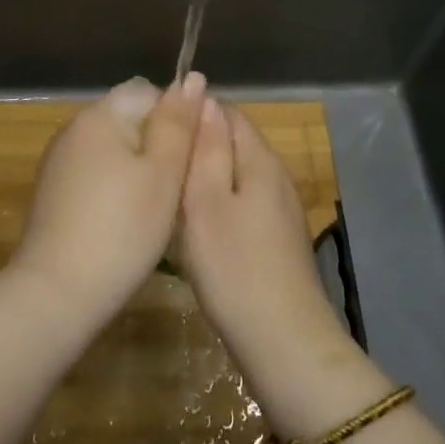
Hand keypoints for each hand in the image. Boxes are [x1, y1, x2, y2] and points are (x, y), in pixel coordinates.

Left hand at [9, 74, 206, 330]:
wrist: (56, 294)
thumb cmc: (122, 229)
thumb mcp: (163, 174)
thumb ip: (178, 123)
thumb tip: (192, 78)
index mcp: (100, 115)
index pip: (148, 92)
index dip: (176, 118)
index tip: (190, 157)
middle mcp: (74, 128)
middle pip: (129, 120)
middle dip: (157, 146)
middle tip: (177, 188)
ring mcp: (59, 161)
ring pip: (113, 150)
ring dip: (137, 170)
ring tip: (154, 210)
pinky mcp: (52, 193)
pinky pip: (94, 174)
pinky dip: (114, 189)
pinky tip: (124, 223)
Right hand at [179, 99, 372, 434]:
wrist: (284, 343)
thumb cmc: (235, 268)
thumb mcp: (206, 203)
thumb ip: (206, 149)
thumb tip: (205, 100)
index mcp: (260, 160)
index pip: (228, 113)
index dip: (193, 114)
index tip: (160, 132)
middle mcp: (277, 175)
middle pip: (235, 142)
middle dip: (200, 146)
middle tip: (160, 166)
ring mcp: (282, 208)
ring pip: (239, 174)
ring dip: (209, 177)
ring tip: (172, 194)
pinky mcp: (280, 238)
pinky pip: (246, 202)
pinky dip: (221, 204)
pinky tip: (200, 227)